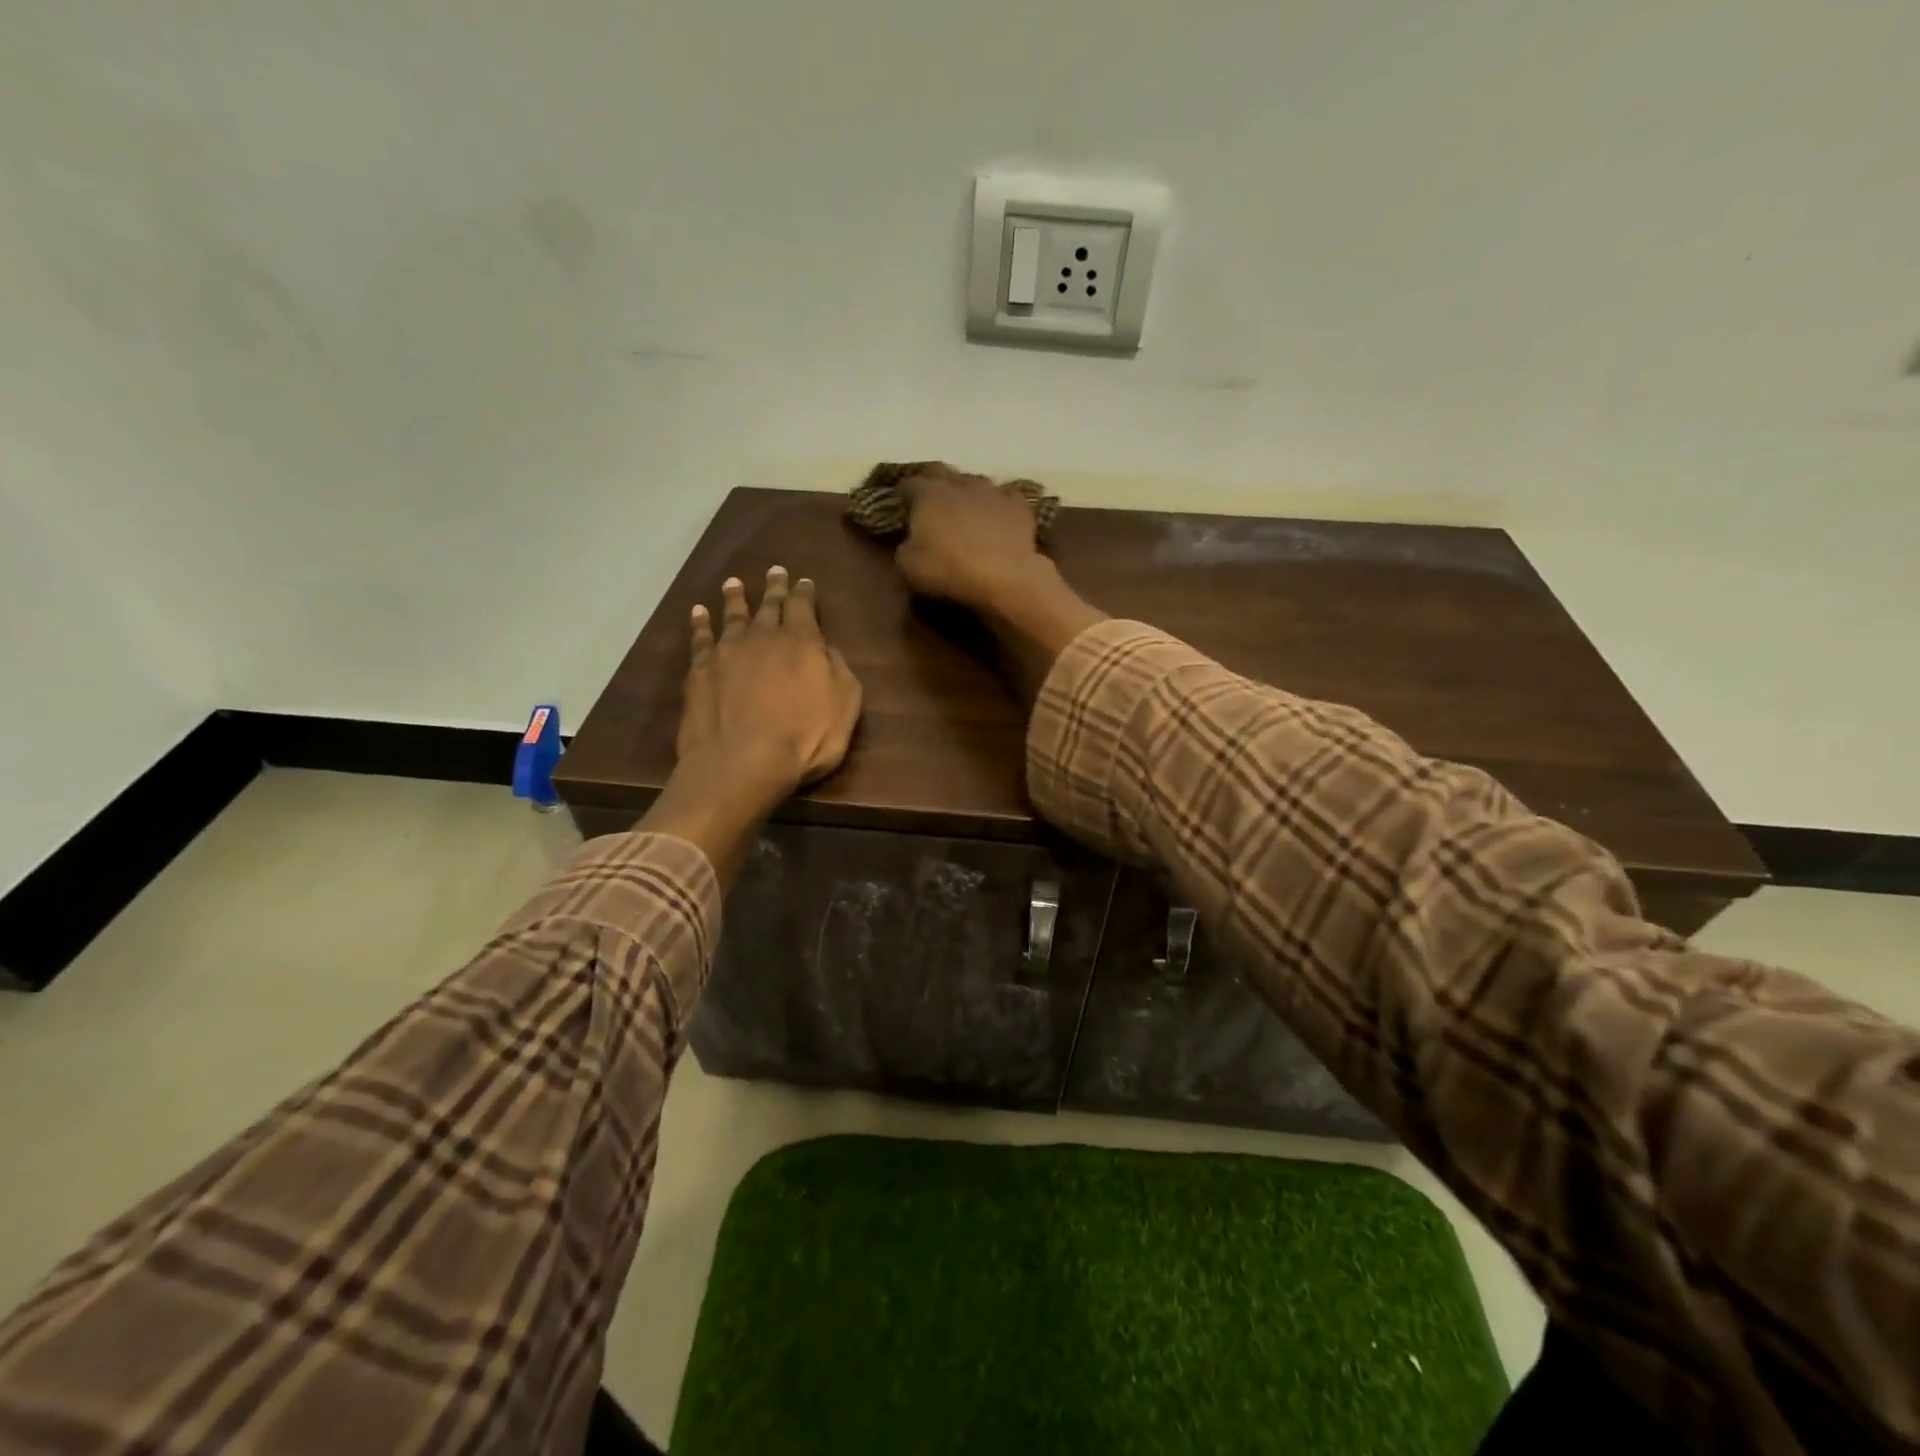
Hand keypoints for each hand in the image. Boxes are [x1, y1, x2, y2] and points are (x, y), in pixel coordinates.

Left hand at [676, 567, 862, 795]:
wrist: (743, 762)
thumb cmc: (805, 737)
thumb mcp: (845, 704)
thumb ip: (838, 670)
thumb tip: (826, 649)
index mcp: (802, 642)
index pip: (803, 607)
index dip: (805, 593)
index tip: (804, 581)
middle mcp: (763, 637)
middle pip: (769, 606)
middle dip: (774, 588)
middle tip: (774, 571)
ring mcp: (727, 652)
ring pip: (732, 616)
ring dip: (735, 598)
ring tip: (733, 583)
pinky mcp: (700, 672)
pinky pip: (700, 639)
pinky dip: (700, 624)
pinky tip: (698, 613)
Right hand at [894, 464, 1050, 612]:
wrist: (1004, 576)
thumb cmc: (949, 569)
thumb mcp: (908, 565)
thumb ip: (904, 546)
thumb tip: (910, 541)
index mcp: (929, 494)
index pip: (909, 483)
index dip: (901, 491)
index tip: (898, 500)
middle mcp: (960, 484)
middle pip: (941, 472)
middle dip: (931, 480)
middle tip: (927, 494)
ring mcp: (992, 491)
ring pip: (975, 481)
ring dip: (966, 490)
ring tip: (964, 503)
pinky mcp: (1018, 506)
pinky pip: (1006, 496)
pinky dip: (998, 502)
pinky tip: (998, 512)